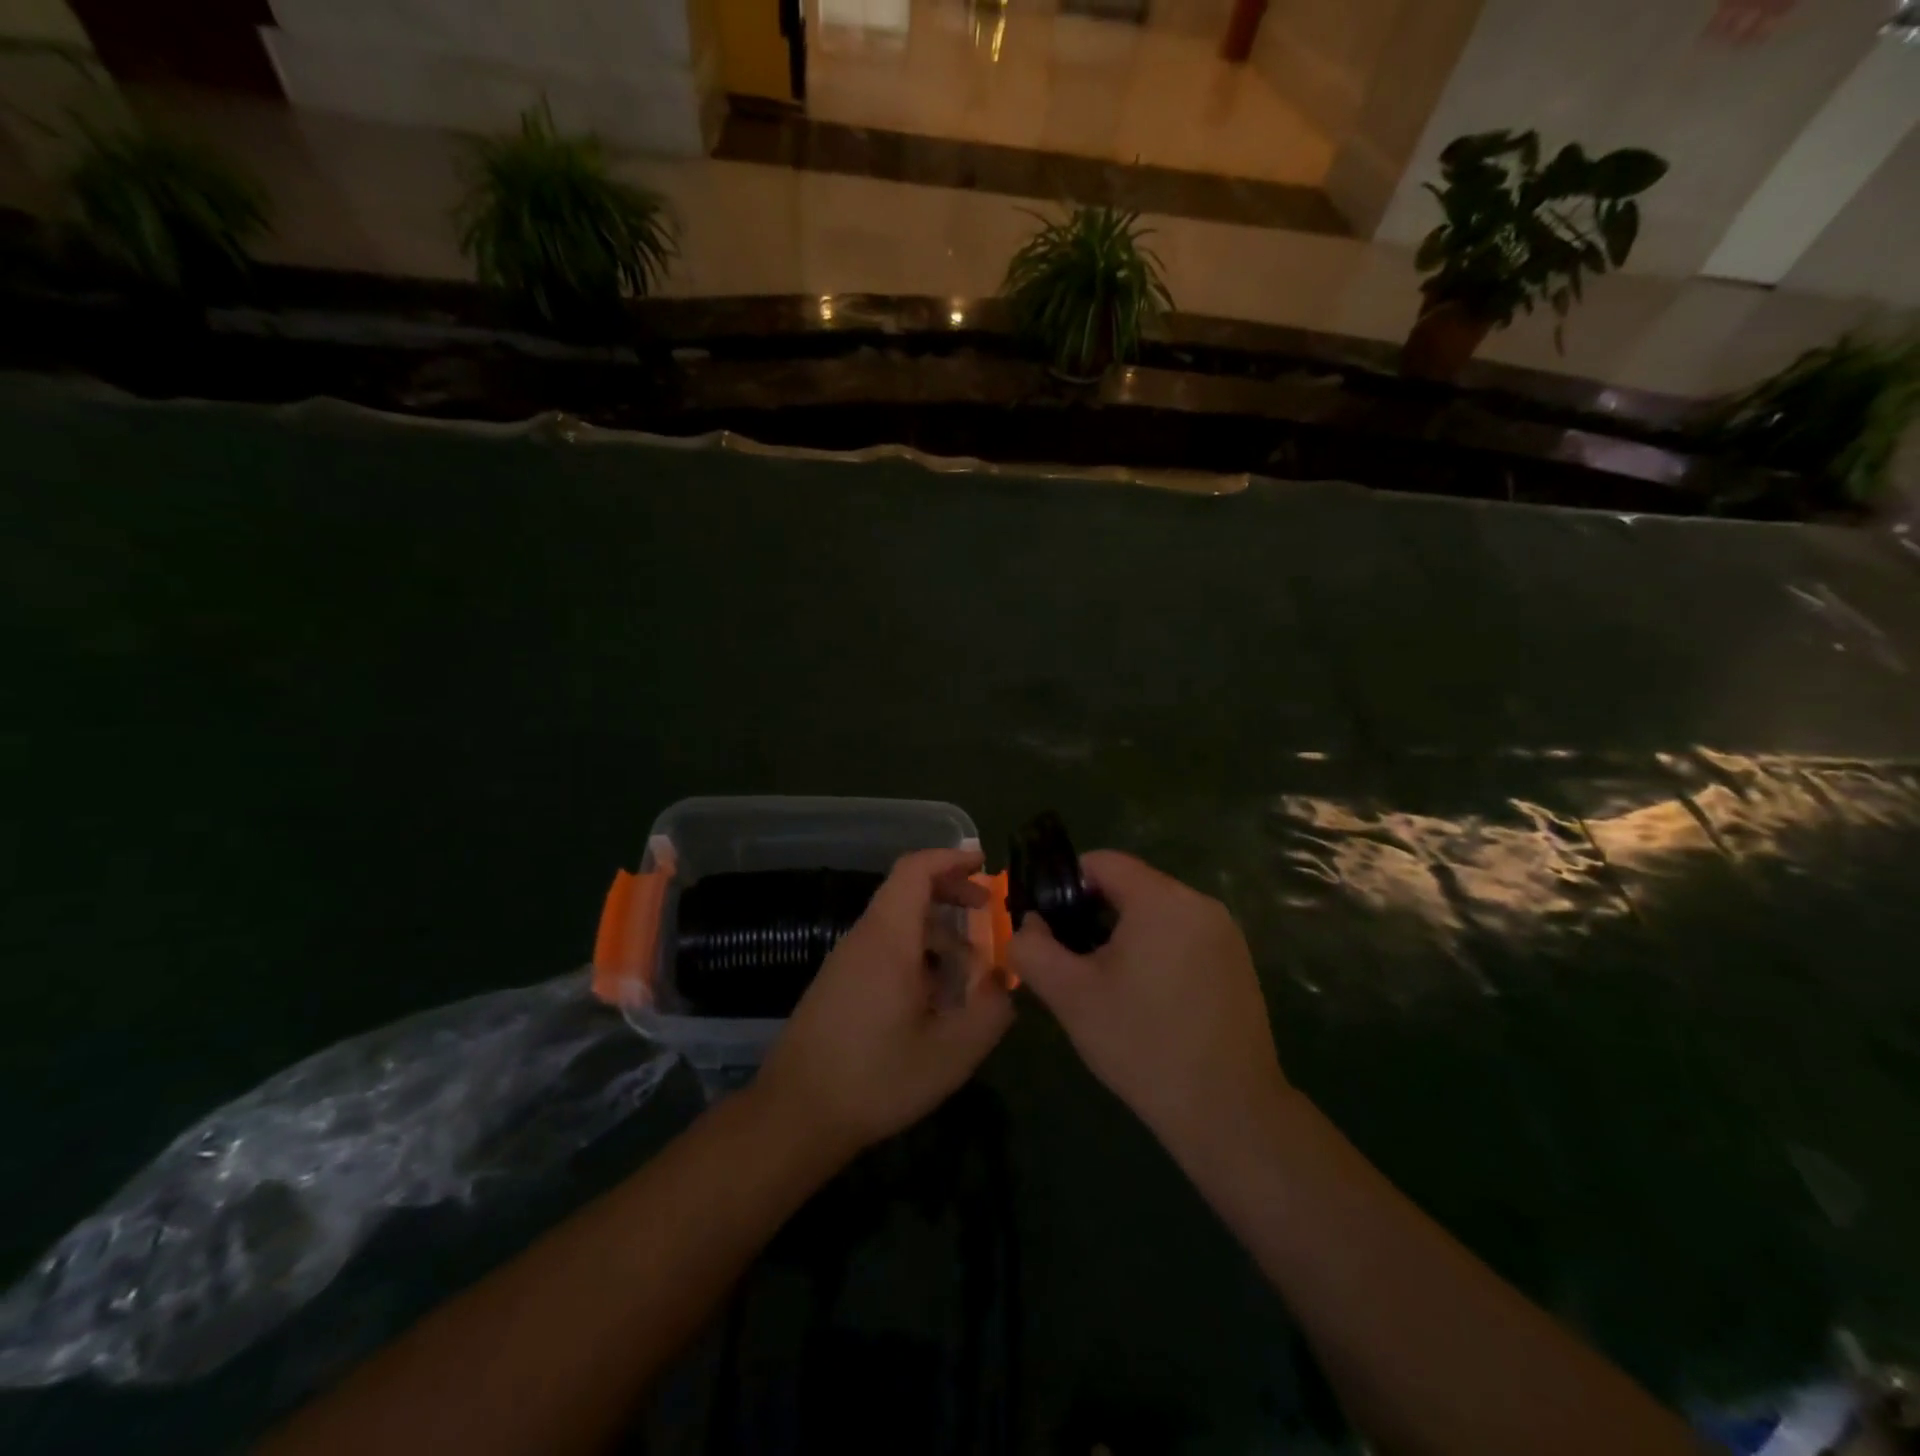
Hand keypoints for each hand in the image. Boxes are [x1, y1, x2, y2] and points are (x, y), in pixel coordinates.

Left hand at [756, 848, 1013, 1156]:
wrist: (795, 1115)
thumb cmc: (876, 1078)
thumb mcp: (952, 1053)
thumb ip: (991, 1012)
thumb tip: (1005, 983)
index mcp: (888, 939)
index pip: (915, 870)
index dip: (951, 859)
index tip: (984, 865)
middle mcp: (864, 938)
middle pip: (908, 892)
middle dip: (952, 893)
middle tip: (987, 912)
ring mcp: (847, 961)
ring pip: (899, 924)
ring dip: (939, 933)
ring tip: (972, 969)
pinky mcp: (839, 983)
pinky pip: (885, 949)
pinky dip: (918, 954)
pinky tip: (936, 998)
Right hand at [1009, 851, 1287, 1162]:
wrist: (1228, 1112)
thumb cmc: (1142, 1044)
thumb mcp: (1070, 996)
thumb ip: (1032, 949)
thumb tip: (1029, 925)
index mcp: (1161, 899)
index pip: (1101, 862)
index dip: (1066, 885)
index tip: (1050, 927)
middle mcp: (1199, 903)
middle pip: (1130, 886)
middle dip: (1094, 915)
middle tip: (1075, 963)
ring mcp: (1225, 933)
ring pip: (1157, 913)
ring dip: (1126, 935)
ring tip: (1109, 985)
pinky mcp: (1239, 962)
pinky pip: (1184, 936)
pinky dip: (1158, 951)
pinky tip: (1149, 1000)